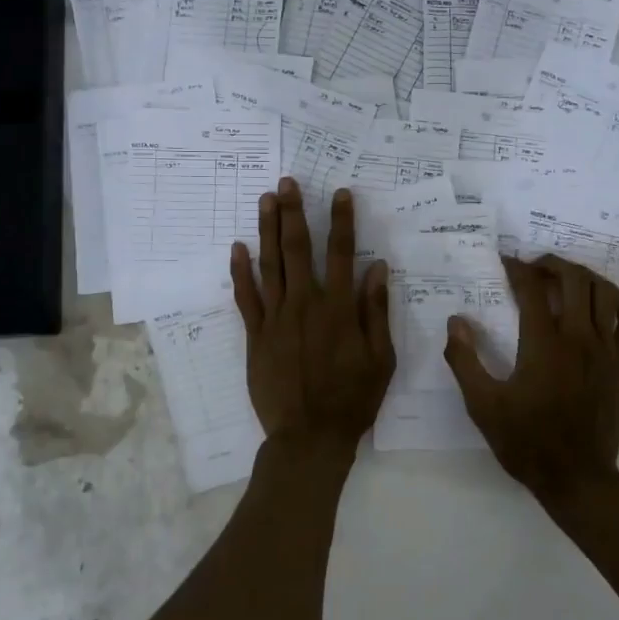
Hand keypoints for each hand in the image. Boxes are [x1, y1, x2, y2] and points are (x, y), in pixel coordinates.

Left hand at [231, 178, 394, 459]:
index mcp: (339, 308)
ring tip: (265, 200)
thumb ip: (376, 310)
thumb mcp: (380, 358)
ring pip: (270, 265)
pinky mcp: (256, 335)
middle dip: (294, 212)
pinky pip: (245, 297)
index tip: (340, 193)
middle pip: (298, 249)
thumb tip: (377, 267)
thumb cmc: (352, 398)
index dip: (342, 221)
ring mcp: (276, 318)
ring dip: (267, 230)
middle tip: (287, 182)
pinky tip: (238, 248)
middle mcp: (306, 304)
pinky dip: (241, 271)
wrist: (310, 436)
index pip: (342, 253)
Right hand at [442, 254, 618, 509]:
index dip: (517, 268)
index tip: (504, 261)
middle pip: (574, 279)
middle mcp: (579, 338)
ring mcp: (607, 350)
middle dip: (551, 264)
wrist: (577, 478)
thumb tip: (456, 321)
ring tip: (565, 278)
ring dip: (584, 276)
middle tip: (533, 267)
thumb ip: (465, 360)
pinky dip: (618, 302)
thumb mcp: (483, 405)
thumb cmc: (525, 441)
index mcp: (543, 345)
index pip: (532, 289)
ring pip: (605, 293)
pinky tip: (602, 302)